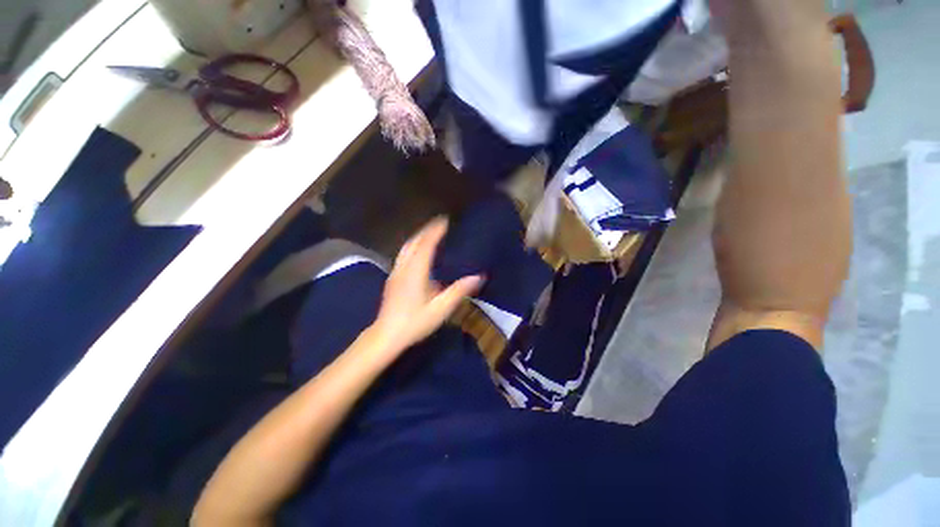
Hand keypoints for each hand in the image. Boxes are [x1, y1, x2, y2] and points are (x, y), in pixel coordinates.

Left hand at [370, 218, 482, 352]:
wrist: (386, 336)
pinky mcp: (392, 279)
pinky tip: (418, 253)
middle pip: (414, 243)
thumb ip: (459, 291)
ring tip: (430, 234)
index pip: (426, 245)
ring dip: (418, 238)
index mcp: (416, 272)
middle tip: (439, 224)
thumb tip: (478, 277)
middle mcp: (404, 268)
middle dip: (426, 231)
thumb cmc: (414, 322)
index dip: (435, 231)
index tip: (444, 221)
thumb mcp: (441, 309)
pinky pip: (403, 255)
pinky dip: (413, 247)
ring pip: (406, 248)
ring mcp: (396, 273)